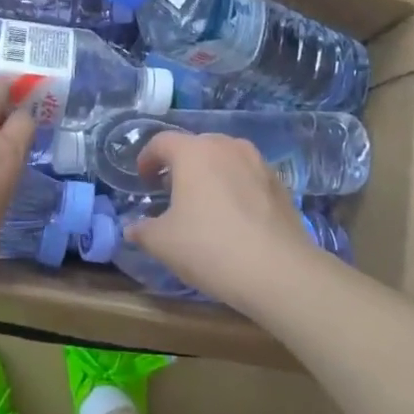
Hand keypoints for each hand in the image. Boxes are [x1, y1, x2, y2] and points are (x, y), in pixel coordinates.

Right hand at [128, 132, 318, 307]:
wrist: (278, 271)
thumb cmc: (209, 247)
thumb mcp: (162, 243)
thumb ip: (142, 230)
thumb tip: (132, 229)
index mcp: (194, 152)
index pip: (162, 142)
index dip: (147, 158)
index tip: (143, 179)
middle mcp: (227, 147)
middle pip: (196, 146)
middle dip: (180, 164)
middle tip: (171, 191)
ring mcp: (259, 163)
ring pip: (226, 159)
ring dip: (210, 173)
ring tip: (204, 202)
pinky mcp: (280, 184)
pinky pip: (248, 176)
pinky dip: (235, 187)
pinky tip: (234, 216)